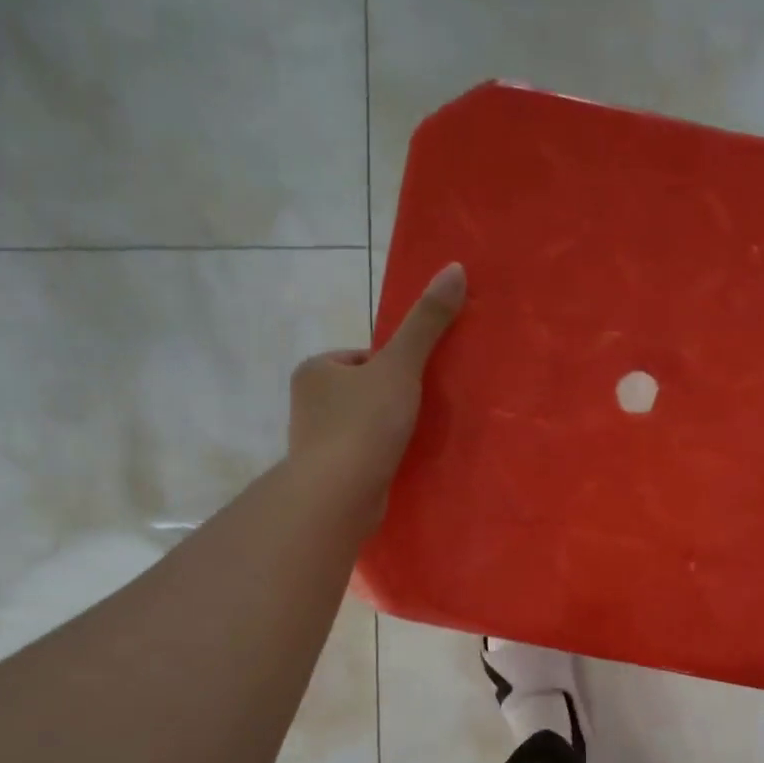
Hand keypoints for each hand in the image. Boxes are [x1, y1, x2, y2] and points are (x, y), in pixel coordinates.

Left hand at [288, 262, 465, 520]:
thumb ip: (426, 324)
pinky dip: (380, 456)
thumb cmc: (365, 424)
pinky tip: (396, 465)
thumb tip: (455, 268)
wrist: (339, 494)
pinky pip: (361, 453)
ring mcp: (314, 439)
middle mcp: (308, 400)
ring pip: (363, 424)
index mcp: (316, 368)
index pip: (366, 358)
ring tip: (409, 443)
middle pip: (365, 391)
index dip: (396, 369)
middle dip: (391, 402)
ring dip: (386, 431)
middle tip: (417, 417)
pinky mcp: (327, 472)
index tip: (413, 389)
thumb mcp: (401, 367)